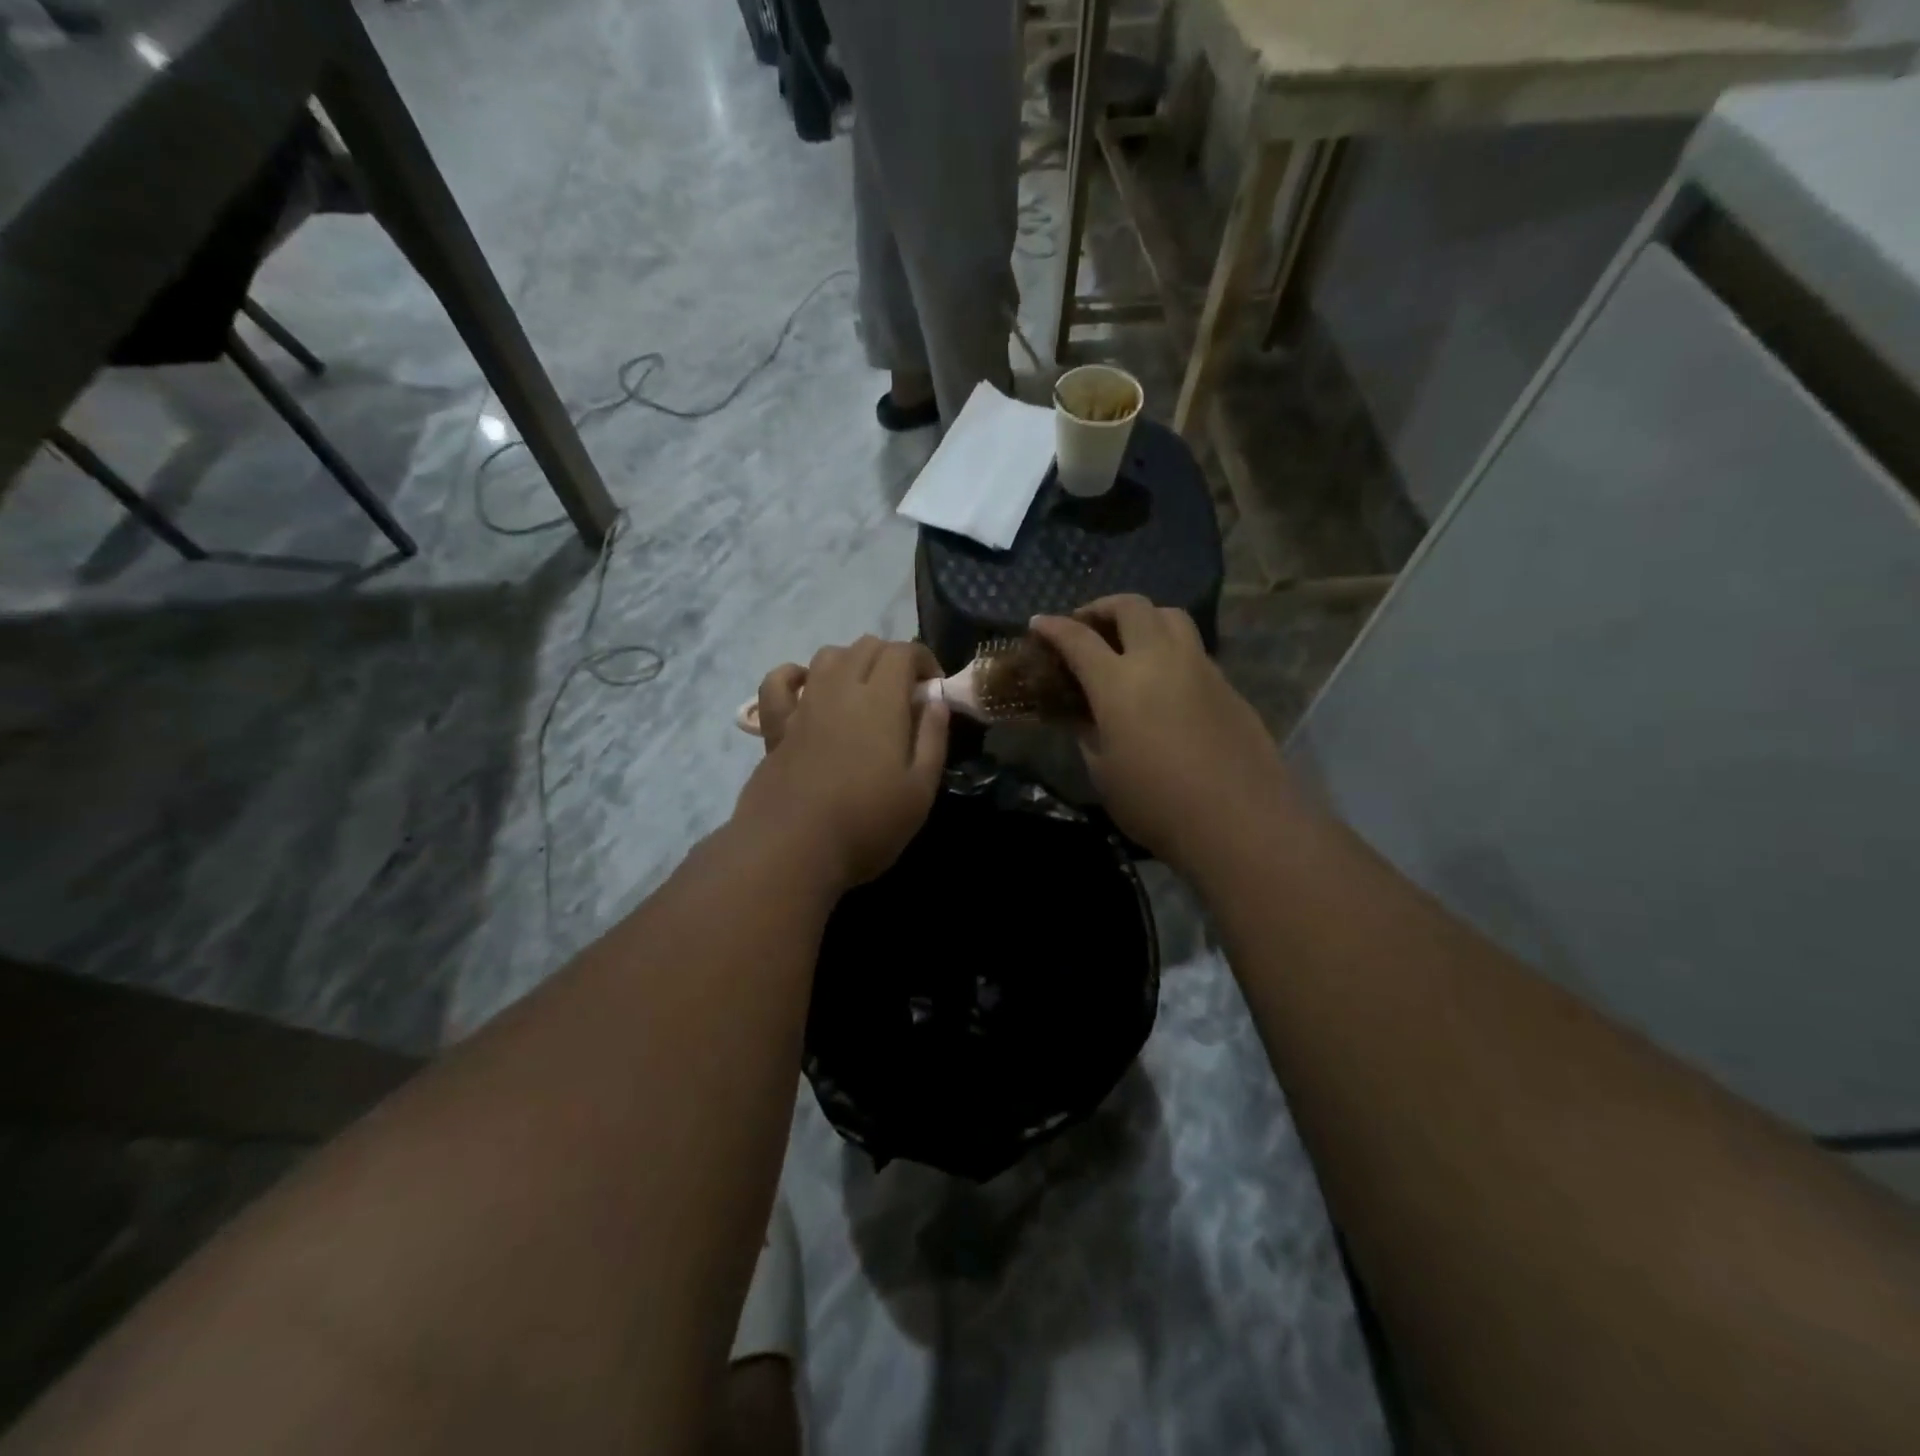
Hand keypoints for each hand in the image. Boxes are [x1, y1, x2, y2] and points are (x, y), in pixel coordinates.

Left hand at [734, 637, 947, 887]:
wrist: (793, 849)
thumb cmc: (867, 824)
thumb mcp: (920, 789)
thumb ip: (932, 737)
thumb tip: (936, 698)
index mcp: (881, 701)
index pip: (903, 651)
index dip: (924, 659)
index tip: (934, 687)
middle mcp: (840, 689)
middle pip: (866, 646)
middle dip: (891, 658)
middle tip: (905, 693)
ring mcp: (804, 705)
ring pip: (827, 656)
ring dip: (852, 661)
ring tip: (864, 692)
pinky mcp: (776, 726)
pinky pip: (779, 682)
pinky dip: (795, 676)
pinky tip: (807, 689)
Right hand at [1029, 596, 1288, 874]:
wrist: (1239, 822)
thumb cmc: (1156, 804)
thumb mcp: (1104, 772)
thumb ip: (1087, 733)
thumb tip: (1079, 714)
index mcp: (1118, 683)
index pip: (1077, 639)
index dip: (1053, 627)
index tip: (1038, 623)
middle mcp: (1159, 660)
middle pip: (1131, 607)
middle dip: (1101, 607)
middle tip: (1086, 624)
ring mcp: (1199, 667)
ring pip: (1170, 616)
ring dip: (1143, 617)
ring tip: (1129, 639)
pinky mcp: (1227, 684)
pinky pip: (1193, 647)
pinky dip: (1170, 646)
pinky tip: (1164, 678)